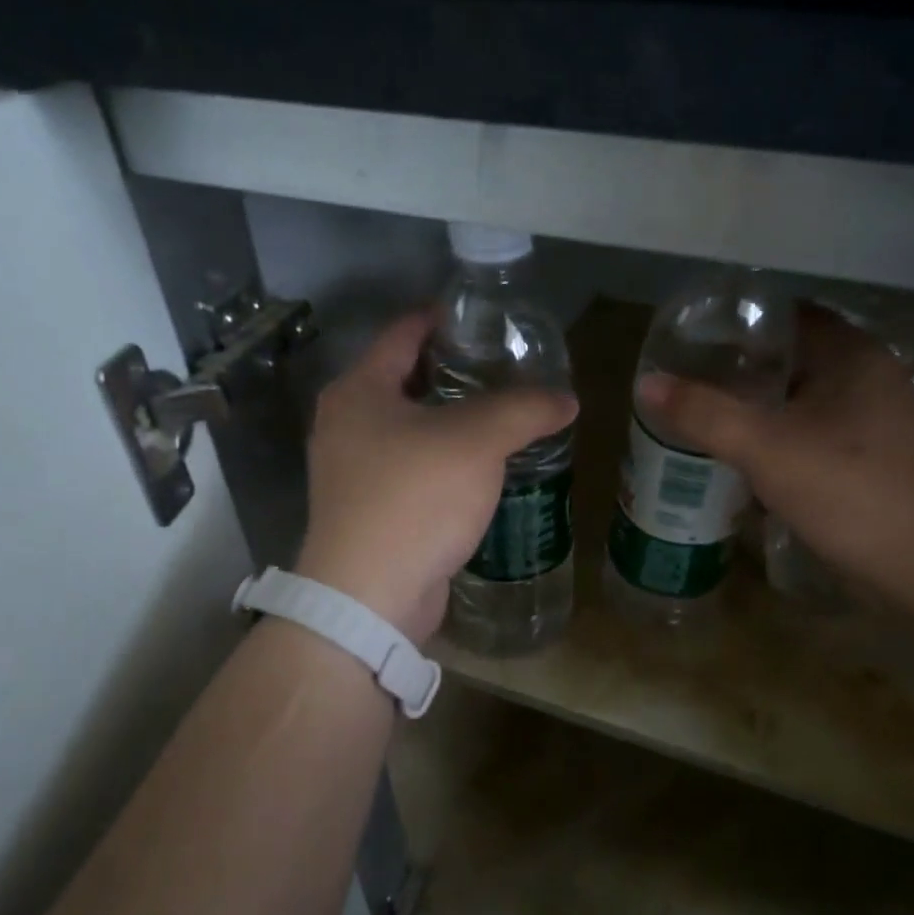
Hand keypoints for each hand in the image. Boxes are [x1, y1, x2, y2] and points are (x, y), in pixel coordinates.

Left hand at [295, 311, 577, 645]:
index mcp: (359, 391)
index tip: (484, 318)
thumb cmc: (415, 499)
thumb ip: (524, 410)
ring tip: (503, 415)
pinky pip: (412, 468)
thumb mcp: (477, 442)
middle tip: (506, 368)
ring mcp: (352, 470)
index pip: (403, 332)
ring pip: (411, 428)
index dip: (444, 318)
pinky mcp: (369, 510)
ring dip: (452, 420)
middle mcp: (346, 424)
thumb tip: (567, 399)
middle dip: (455, 372)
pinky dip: (444, 460)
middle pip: (406, 380)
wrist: (370, 596)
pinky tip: (483, 467)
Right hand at [637, 305, 913, 600]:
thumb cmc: (847, 490)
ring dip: (757, 406)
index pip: (787, 316)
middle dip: (740, 369)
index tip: (692, 340)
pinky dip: (777, 436)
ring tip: (704, 414)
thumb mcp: (766, 448)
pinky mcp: (867, 457)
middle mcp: (866, 377)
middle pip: (791, 358)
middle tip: (688, 380)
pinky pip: (811, 431)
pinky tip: (742, 454)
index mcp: (851, 355)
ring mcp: (871, 420)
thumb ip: (705, 414)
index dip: (739, 325)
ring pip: (800, 399)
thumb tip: (646, 383)